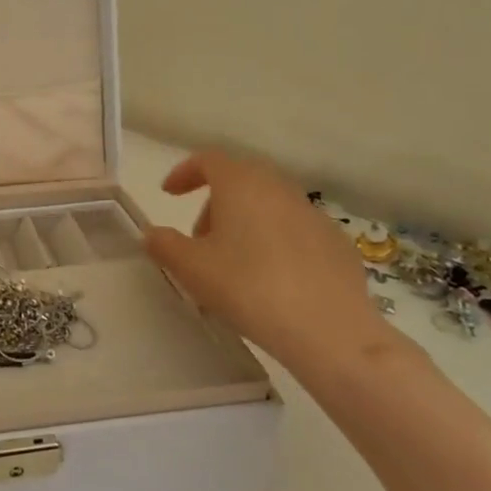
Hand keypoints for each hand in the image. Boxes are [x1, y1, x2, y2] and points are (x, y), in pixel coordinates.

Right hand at [143, 149, 377, 364]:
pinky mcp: (337, 244)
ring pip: (269, 206)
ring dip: (245, 224)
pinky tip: (272, 281)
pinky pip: (295, 232)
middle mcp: (279, 189)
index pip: (208, 160)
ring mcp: (313, 215)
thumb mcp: (190, 268)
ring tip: (233, 265)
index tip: (169, 194)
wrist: (328, 329)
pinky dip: (276, 244)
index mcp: (241, 184)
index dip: (185, 173)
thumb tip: (153, 234)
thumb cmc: (247, 287)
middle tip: (200, 240)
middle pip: (240, 181)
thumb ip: (164, 244)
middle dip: (215, 204)